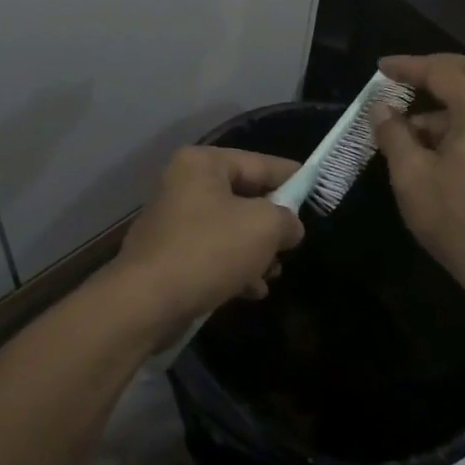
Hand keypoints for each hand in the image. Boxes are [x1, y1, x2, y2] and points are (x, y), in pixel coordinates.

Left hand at [112, 146, 304, 335]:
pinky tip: (253, 290)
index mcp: (203, 163)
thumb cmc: (208, 250)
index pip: (259, 163)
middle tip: (293, 242)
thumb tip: (289, 226)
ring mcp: (174, 220)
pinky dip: (234, 267)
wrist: (146, 302)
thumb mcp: (263, 227)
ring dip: (255, 250)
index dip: (292, 177)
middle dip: (271, 223)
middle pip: (244, 196)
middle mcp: (184, 183)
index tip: (318, 190)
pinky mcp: (168, 255)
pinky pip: (212, 253)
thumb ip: (286, 219)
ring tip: (274, 273)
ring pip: (229, 228)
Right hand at [371, 54, 464, 309]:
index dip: (409, 66)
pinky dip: (458, 119)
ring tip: (407, 125)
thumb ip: (394, 134)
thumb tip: (381, 108)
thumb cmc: (456, 219)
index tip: (381, 68)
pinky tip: (429, 146)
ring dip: (446, 100)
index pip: (443, 72)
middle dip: (440, 69)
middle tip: (408, 77)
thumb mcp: (411, 175)